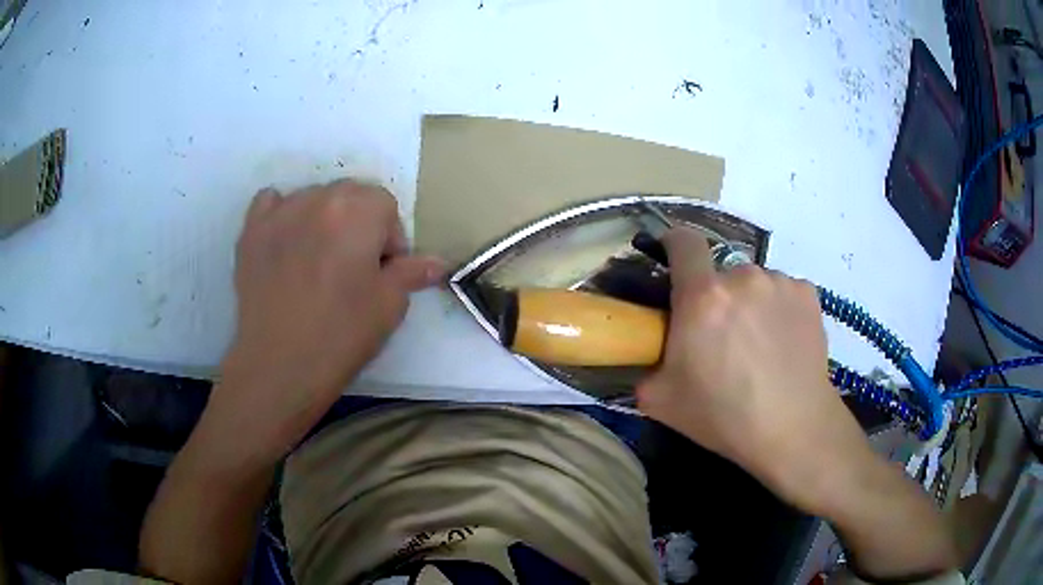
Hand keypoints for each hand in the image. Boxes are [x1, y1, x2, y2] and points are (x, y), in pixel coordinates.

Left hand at [208, 180, 444, 459]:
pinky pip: (271, 202)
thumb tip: (437, 263)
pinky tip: (286, 241)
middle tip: (353, 267)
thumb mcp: (389, 305)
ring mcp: (280, 212)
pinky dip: (283, 214)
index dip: (389, 238)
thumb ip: (412, 272)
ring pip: (312, 198)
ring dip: (323, 220)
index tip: (383, 271)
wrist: (280, 365)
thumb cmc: (342, 334)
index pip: (385, 204)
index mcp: (358, 210)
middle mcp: (318, 197)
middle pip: (350, 194)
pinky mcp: (251, 231)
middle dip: (359, 223)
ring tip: (317, 261)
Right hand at [637, 227, 869, 512]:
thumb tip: (649, 354)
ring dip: (750, 304)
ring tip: (760, 346)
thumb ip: (646, 366)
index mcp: (703, 297)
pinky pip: (783, 292)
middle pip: (721, 273)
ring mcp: (780, 282)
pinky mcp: (808, 294)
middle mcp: (742, 276)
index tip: (673, 260)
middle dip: (716, 297)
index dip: (674, 244)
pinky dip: (779, 310)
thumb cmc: (724, 416)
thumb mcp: (660, 401)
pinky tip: (784, 344)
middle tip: (722, 338)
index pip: (683, 241)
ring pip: (755, 284)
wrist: (793, 428)